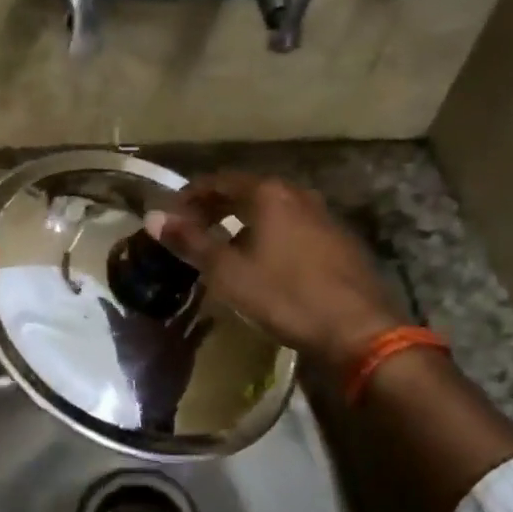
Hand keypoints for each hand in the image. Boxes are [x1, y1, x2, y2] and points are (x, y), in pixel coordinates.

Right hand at [147, 173, 403, 369]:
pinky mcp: (340, 241)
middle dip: (217, 207)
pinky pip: (295, 227)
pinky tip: (266, 261)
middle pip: (248, 192)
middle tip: (194, 229)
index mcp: (269, 194)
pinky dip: (271, 235)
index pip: (219, 181)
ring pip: (274, 210)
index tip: (172, 214)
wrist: (359, 330)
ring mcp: (324, 216)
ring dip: (245, 221)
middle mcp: (298, 195)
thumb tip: (153, 217)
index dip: (191, 195)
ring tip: (225, 245)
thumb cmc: (286, 296)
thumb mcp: (228, 273)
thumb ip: (190, 242)